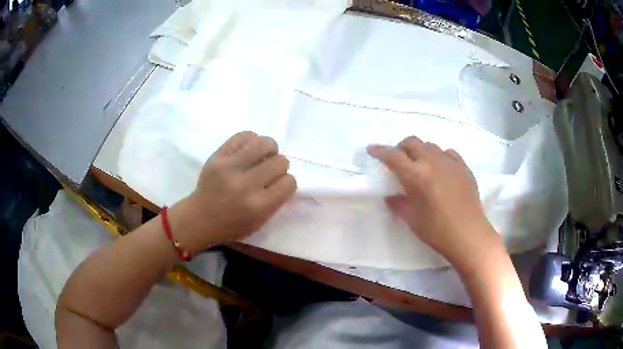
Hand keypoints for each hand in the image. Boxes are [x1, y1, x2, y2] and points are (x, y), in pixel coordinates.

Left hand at [169, 132, 295, 252]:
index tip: (278, 185)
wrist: (200, 217)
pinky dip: (251, 141)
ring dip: (269, 149)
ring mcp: (230, 167)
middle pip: (280, 162)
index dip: (286, 183)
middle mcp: (246, 184)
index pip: (289, 182)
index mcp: (259, 205)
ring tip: (262, 156)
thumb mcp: (260, 222)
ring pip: (265, 143)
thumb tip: (284, 176)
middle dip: (279, 166)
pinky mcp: (218, 156)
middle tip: (270, 171)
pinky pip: (244, 136)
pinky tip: (248, 150)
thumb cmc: (232, 225)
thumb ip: (275, 200)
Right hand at [367, 136, 498, 266]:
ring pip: (430, 145)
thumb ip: (398, 203)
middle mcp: (432, 162)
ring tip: (420, 164)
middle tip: (398, 159)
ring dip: (420, 151)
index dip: (380, 151)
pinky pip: (448, 152)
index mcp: (416, 175)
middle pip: (412, 142)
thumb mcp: (411, 218)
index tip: (372, 149)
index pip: (393, 156)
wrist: (468, 234)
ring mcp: (450, 162)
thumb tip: (391, 196)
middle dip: (401, 147)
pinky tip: (441, 167)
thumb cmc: (436, 230)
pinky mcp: (463, 167)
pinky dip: (439, 155)